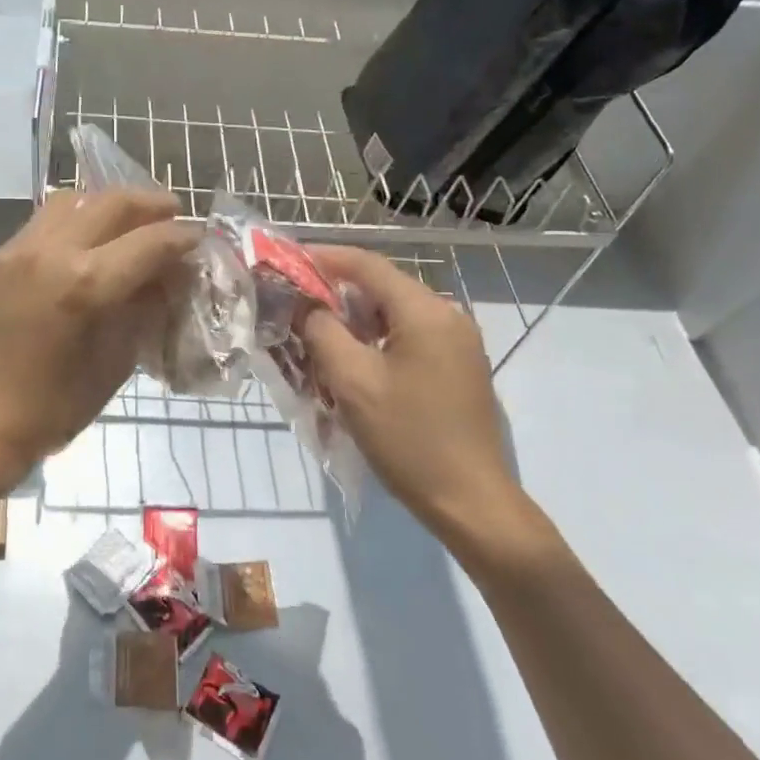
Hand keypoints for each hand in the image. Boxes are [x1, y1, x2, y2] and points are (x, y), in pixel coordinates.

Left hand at [0, 188, 196, 499]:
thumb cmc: (49, 412)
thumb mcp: (114, 364)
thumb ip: (145, 310)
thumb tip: (169, 277)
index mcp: (84, 284)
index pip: (150, 241)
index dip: (183, 237)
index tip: (200, 239)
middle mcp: (49, 252)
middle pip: (111, 203)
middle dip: (150, 204)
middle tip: (172, 215)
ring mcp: (15, 250)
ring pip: (71, 202)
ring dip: (106, 207)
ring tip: (128, 224)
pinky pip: (41, 225)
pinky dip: (72, 226)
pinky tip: (82, 250)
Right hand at [301, 246, 540, 561]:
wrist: (471, 502)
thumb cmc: (408, 438)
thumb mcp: (352, 381)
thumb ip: (322, 331)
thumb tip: (307, 305)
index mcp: (425, 311)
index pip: (367, 265)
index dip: (324, 258)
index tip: (288, 261)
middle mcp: (448, 316)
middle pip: (382, 288)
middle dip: (336, 294)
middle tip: (296, 308)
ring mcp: (458, 343)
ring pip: (394, 315)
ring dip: (354, 321)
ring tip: (317, 340)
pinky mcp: (459, 368)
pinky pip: (409, 338)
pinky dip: (376, 341)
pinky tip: (353, 364)